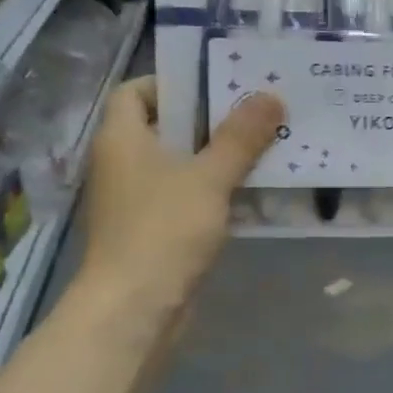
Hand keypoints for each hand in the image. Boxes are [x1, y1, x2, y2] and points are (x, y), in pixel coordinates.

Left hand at [75, 78, 282, 312]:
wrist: (135, 309)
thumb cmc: (163, 231)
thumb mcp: (208, 177)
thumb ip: (241, 137)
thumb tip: (271, 95)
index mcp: (122, 138)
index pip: (136, 91)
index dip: (173, 82)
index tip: (218, 83)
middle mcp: (124, 164)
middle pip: (167, 127)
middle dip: (212, 119)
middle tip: (258, 111)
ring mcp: (138, 200)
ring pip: (183, 165)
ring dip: (220, 157)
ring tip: (267, 146)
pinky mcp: (156, 231)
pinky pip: (189, 198)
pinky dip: (217, 191)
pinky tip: (255, 192)